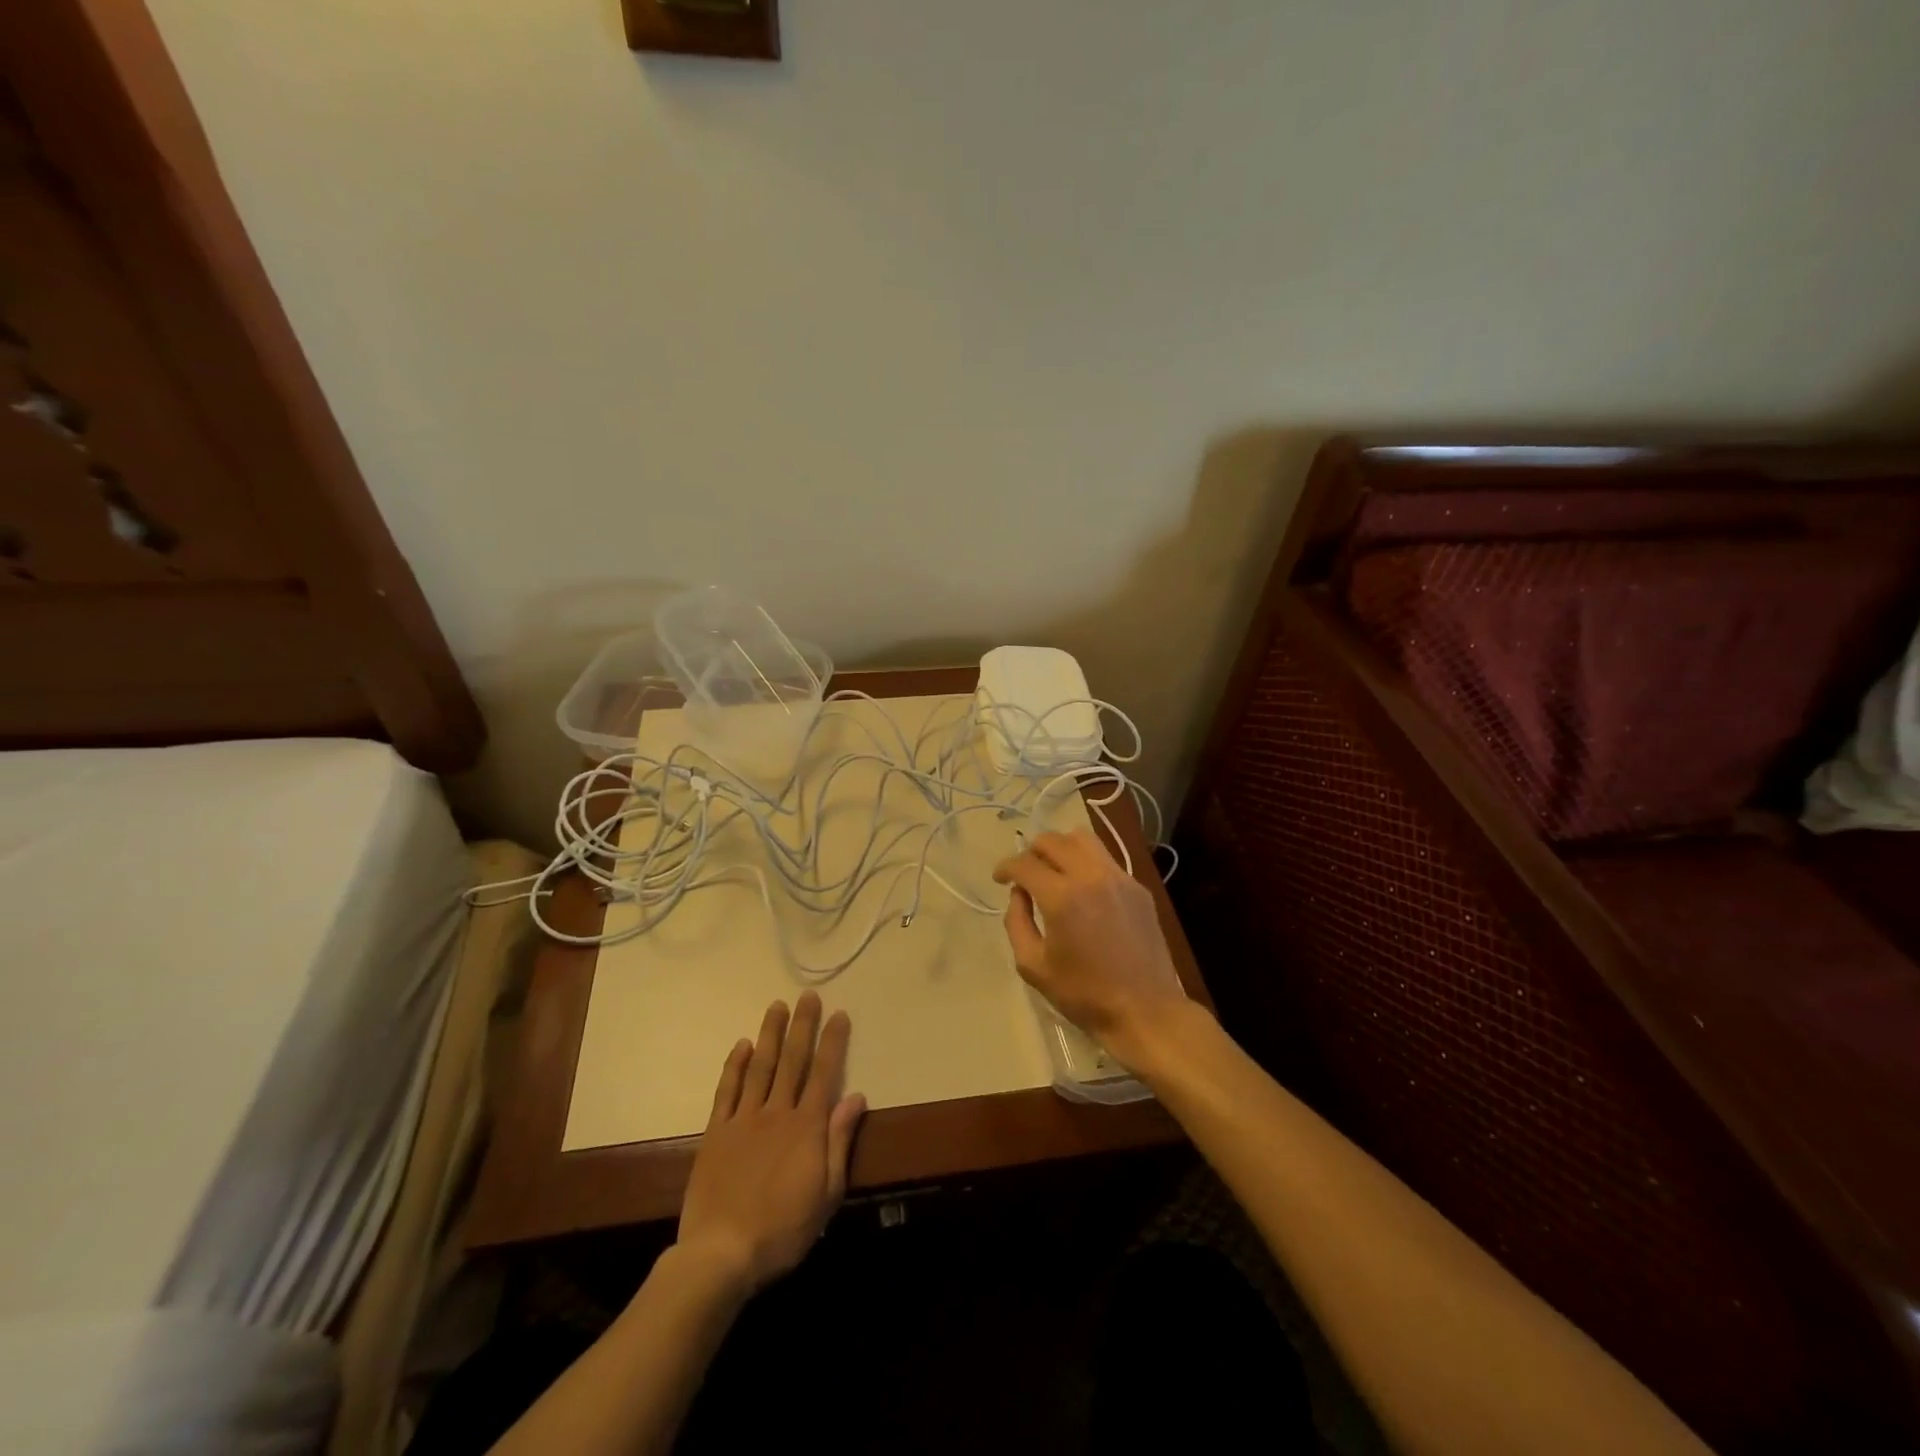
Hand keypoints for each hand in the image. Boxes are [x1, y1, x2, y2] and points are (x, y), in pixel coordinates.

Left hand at [677, 992, 865, 1294]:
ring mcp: (744, 1119)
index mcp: (807, 1126)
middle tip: (808, 995)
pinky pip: (727, 1090)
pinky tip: (742, 1045)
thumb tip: (857, 1097)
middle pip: (793, 1060)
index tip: (839, 1013)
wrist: (722, 1254)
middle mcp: (777, 1112)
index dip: (832, 1041)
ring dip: (770, 1033)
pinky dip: (735, 1065)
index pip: (824, 1072)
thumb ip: (839, 1141)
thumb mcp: (826, 1193)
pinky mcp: (717, 1132)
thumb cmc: (783, 1229)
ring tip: (777, 1005)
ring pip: (760, 1066)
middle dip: (802, 1025)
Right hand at [992, 830, 1187, 1068]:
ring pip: (1083, 838)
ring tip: (1054, 870)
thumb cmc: (1084, 994)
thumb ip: (1017, 922)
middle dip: (1031, 852)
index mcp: (1062, 897)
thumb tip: (1019, 895)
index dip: (1005, 867)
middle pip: (1052, 840)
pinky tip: (1083, 889)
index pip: (1025, 863)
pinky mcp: (1138, 887)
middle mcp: (1091, 876)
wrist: (1144, 1010)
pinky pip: (1105, 859)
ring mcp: (1119, 878)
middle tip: (1024, 874)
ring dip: (1061, 847)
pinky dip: (1086, 863)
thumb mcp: (1033, 966)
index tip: (999, 878)